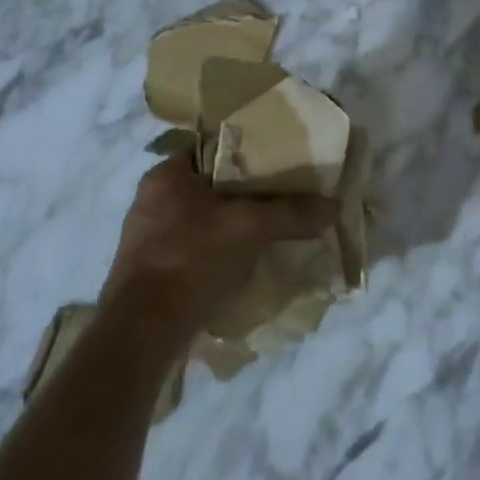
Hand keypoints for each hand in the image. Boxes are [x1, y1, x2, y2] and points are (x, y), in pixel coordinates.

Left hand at [100, 155, 336, 341]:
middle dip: (250, 191)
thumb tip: (335, 207)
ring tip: (275, 227)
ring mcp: (151, 236)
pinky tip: (250, 259)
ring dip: (238, 222)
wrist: (144, 331)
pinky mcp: (156, 269)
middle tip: (287, 194)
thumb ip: (291, 213)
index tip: (283, 160)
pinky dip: (224, 248)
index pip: (214, 148)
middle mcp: (153, 200)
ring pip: (208, 217)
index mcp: (166, 176)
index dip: (250, 150)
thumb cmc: (191, 260)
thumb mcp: (249, 228)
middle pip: (213, 184)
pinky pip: (199, 246)